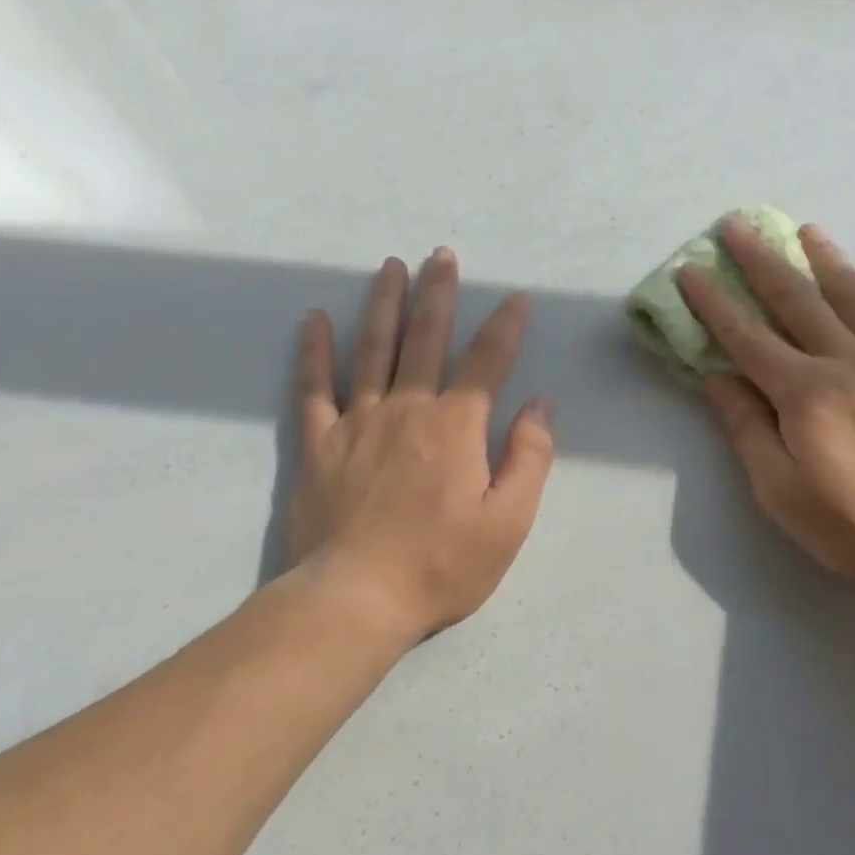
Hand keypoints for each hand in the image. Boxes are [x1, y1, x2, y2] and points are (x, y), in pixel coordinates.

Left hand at [288, 249, 555, 645]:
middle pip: (426, 339)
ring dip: (384, 304)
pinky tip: (314, 319)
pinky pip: (314, 387)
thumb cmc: (441, 565)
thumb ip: (529, 458)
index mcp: (457, 426)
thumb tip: (541, 405)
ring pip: (373, 349)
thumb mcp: (508, 522)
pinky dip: (314, 351)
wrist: (356, 598)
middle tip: (441, 256)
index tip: (518, 299)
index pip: (488, 362)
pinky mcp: (319, 443)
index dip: (506, 327)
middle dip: (438, 294)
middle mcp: (408, 409)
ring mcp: (358, 422)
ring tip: (391, 267)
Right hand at [678, 219, 854, 595]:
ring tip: (808, 230)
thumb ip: (748, 429)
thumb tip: (718, 377)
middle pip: (798, 301)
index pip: (746, 338)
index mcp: (804, 393)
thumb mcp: (780, 491)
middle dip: (762, 261)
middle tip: (738, 226)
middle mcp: (848, 363)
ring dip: (827, 260)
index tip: (691, 270)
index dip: (714, 303)